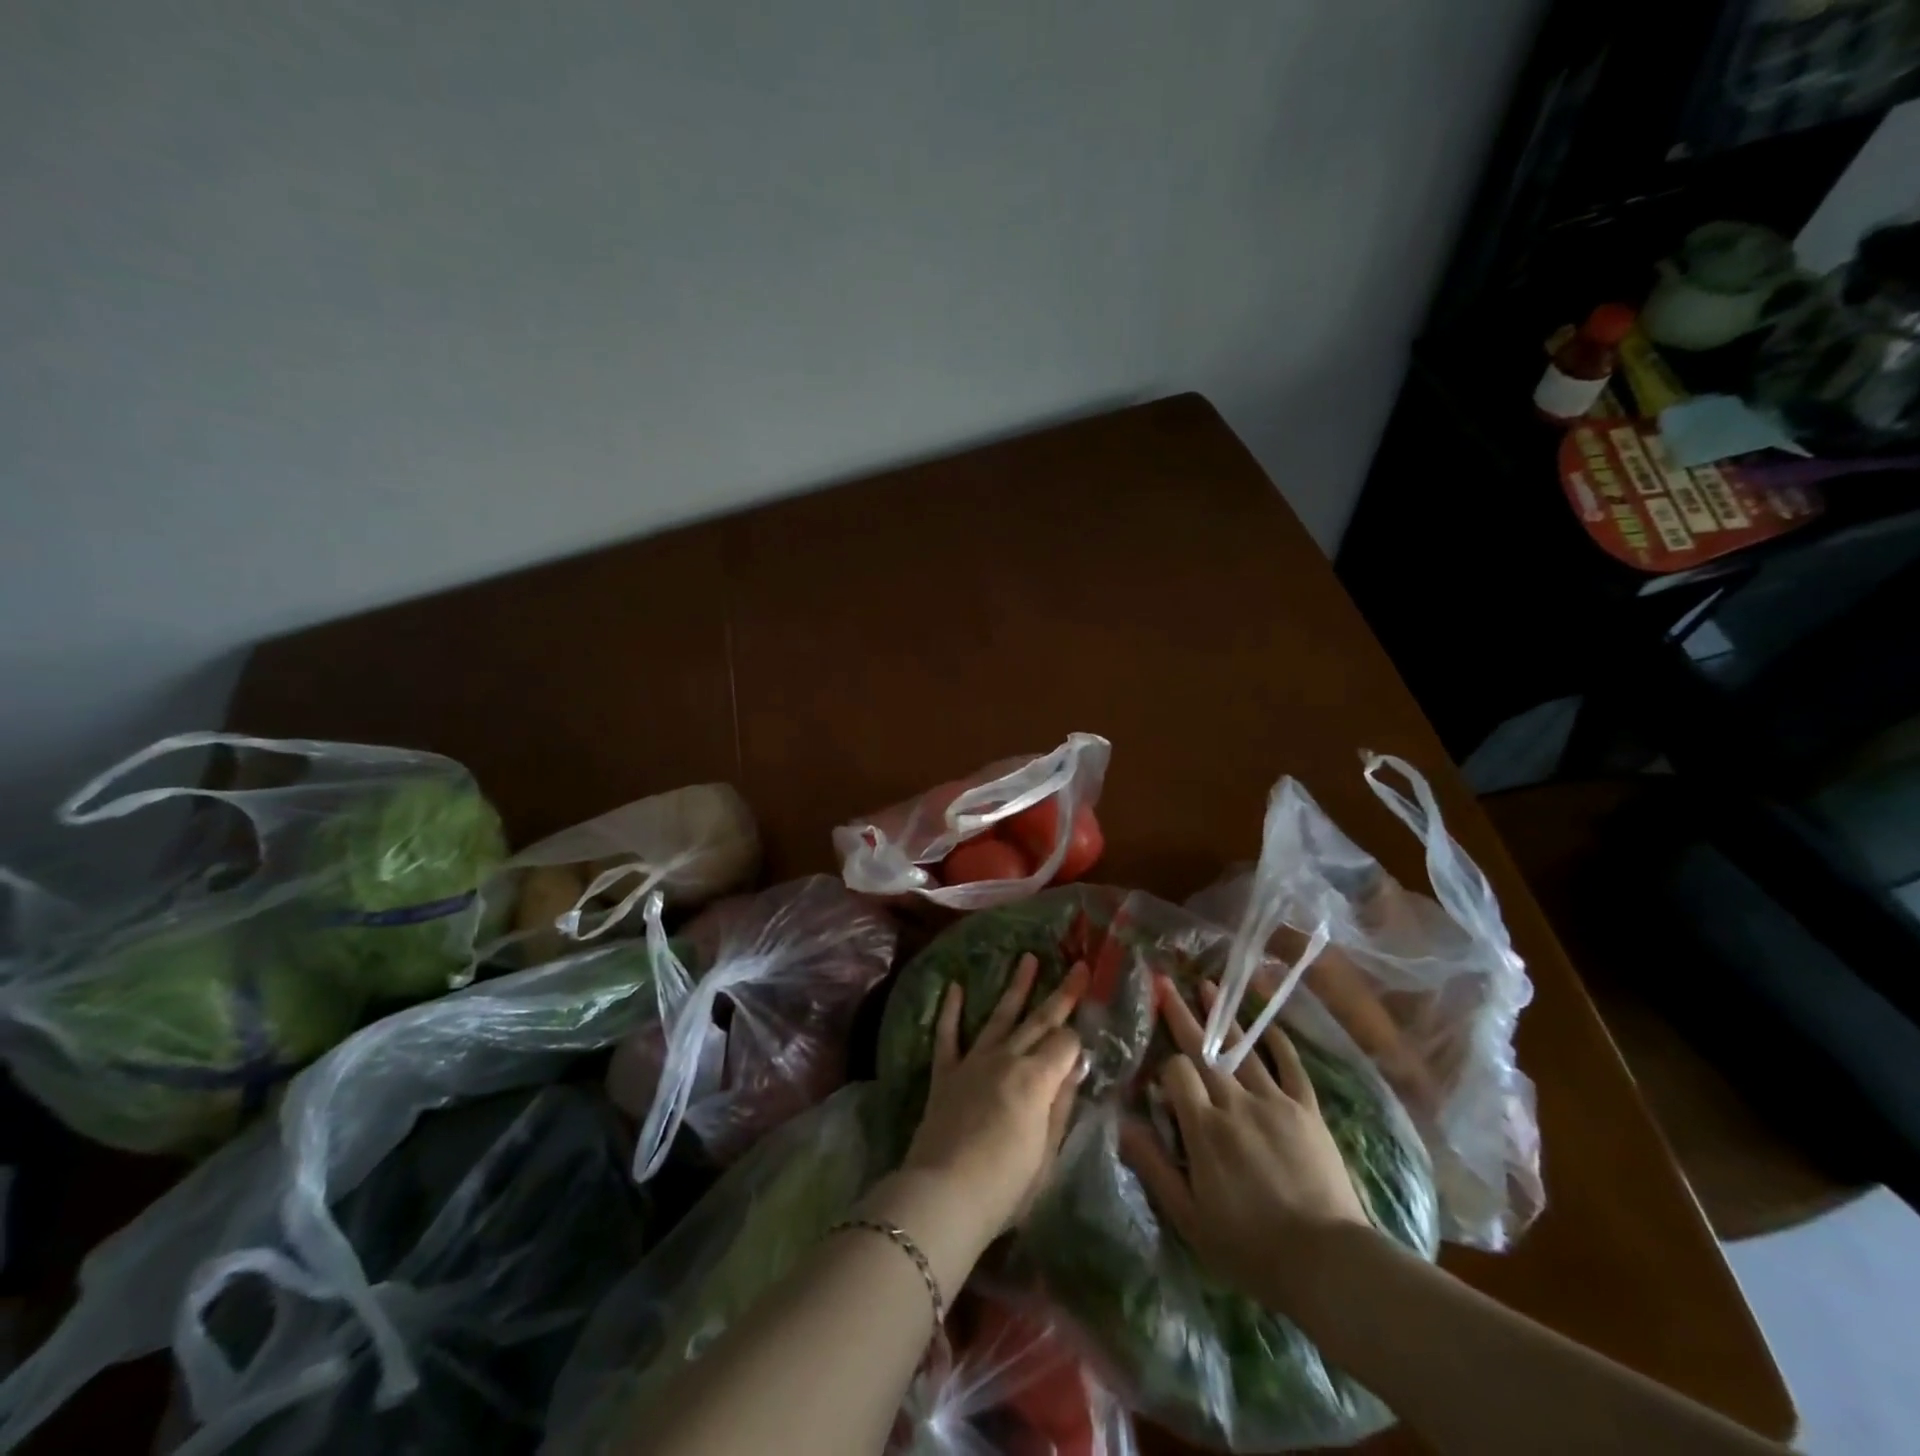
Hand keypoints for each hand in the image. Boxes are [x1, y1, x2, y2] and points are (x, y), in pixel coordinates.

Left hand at [901, 953, 1089, 1241]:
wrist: (943, 1195)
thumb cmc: (1005, 1186)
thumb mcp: (1047, 1153)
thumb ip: (1061, 1105)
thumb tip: (1075, 1066)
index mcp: (1036, 1078)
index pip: (1065, 1044)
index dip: (1077, 1042)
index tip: (1084, 1048)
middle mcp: (1006, 1058)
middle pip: (1039, 1020)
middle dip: (1062, 993)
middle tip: (1078, 966)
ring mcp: (973, 1061)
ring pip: (999, 1015)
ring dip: (1015, 987)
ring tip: (1027, 958)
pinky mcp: (946, 1073)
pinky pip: (948, 1035)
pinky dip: (951, 1010)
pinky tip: (956, 987)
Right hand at [1120, 975, 1370, 1310]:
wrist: (1329, 1265)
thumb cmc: (1251, 1248)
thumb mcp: (1189, 1219)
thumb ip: (1153, 1167)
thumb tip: (1121, 1124)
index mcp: (1205, 1129)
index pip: (1176, 1073)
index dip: (1164, 1068)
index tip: (1159, 1077)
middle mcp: (1236, 1103)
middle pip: (1205, 1050)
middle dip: (1182, 1014)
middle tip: (1165, 982)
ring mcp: (1276, 1103)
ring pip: (1244, 1049)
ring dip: (1223, 1017)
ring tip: (1206, 985)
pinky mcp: (1307, 1111)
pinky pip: (1291, 1067)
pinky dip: (1278, 1043)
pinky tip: (1267, 1024)